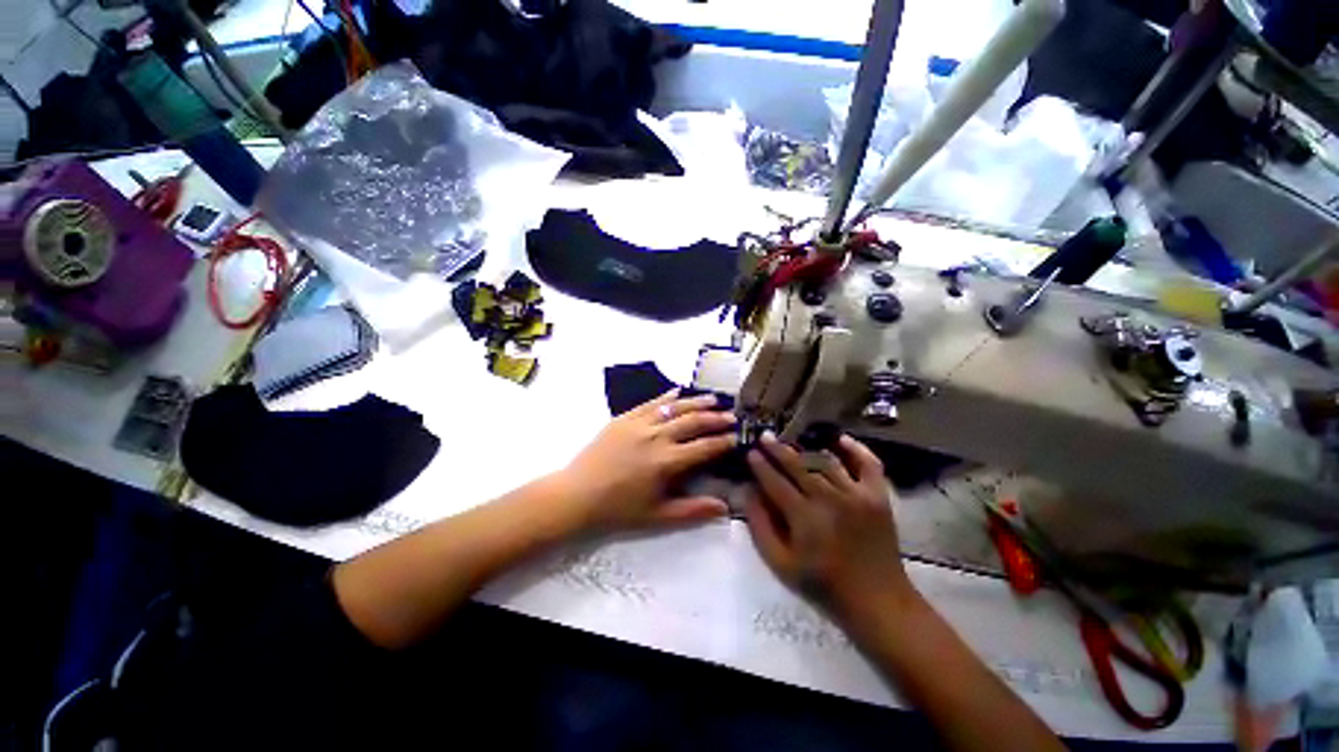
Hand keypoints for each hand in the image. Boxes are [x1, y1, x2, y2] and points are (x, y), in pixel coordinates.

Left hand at [557, 390, 737, 530]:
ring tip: (713, 399)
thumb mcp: (657, 515)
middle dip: (716, 418)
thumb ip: (692, 510)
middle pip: (693, 422)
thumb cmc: (618, 508)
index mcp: (667, 461)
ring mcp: (639, 423)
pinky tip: (678, 391)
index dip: (724, 441)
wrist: (577, 494)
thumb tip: (724, 507)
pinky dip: (667, 396)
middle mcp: (657, 437)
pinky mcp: (624, 417)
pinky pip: (650, 402)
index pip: (704, 447)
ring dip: (696, 402)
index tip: (738, 436)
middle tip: (732, 416)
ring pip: (674, 407)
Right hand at [744, 432, 914, 621]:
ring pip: (826, 461)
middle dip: (777, 449)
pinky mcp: (878, 497)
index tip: (750, 452)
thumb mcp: (780, 564)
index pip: (775, 481)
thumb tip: (749, 492)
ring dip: (806, 449)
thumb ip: (760, 526)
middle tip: (764, 436)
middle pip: (797, 465)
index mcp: (804, 517)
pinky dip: (855, 449)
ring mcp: (857, 494)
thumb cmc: (823, 584)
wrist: (877, 600)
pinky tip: (840, 439)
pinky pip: (868, 464)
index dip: (760, 465)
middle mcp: (829, 499)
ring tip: (792, 441)